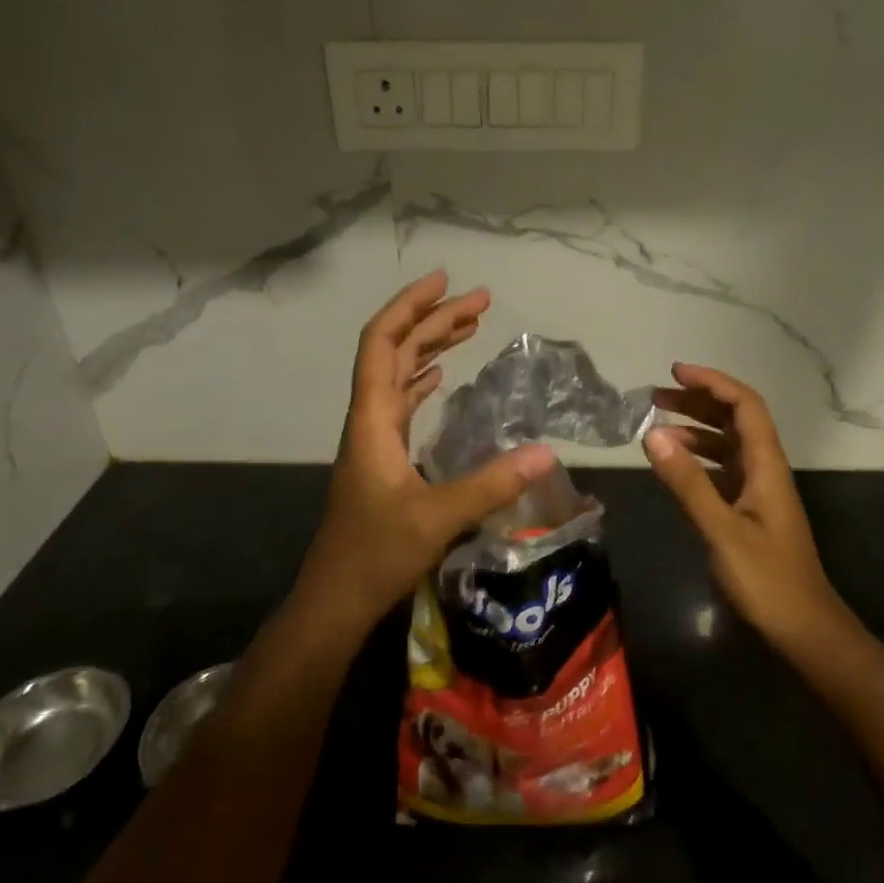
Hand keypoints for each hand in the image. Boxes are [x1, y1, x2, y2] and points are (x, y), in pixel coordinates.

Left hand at [295, 272, 555, 628]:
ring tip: (468, 327)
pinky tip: (441, 377)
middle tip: (480, 302)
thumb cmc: (375, 554)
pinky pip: (402, 403)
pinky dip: (422, 380)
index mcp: (372, 419)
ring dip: (429, 346)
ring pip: (398, 375)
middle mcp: (369, 419)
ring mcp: (374, 440)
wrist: (336, 600)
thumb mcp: (437, 517)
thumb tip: (547, 452)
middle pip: (394, 351)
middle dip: (433, 320)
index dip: (411, 306)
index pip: (382, 343)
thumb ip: (491, 483)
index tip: (447, 282)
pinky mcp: (383, 460)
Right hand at [644, 364, 843, 646]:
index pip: (745, 406)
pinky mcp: (749, 512)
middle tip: (656, 397)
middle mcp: (765, 470)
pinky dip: (698, 460)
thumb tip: (653, 434)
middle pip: (736, 420)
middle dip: (698, 402)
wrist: (803, 629)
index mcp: (766, 466)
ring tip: (657, 427)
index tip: (675, 373)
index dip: (713, 383)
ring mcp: (758, 492)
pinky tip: (674, 466)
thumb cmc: (767, 580)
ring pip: (728, 445)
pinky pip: (722, 471)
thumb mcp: (722, 530)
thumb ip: (688, 482)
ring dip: (696, 430)